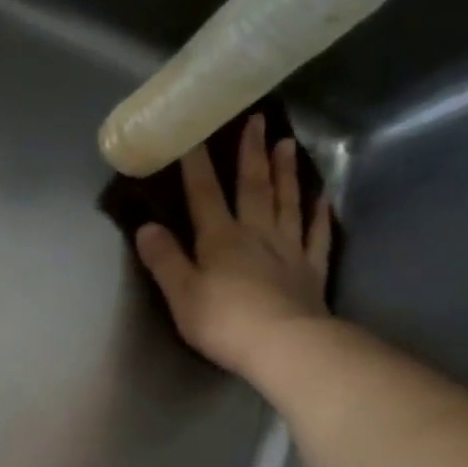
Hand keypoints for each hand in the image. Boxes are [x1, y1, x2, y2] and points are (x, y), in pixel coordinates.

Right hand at [134, 112, 334, 382]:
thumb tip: (146, 227)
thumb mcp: (180, 294)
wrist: (284, 346)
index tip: (194, 133)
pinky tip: (321, 198)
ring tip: (288, 143)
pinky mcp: (311, 271)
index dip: (196, 165)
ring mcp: (288, 250)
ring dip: (286, 172)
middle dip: (251, 154)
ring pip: (287, 202)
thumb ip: (164, 259)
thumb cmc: (224, 322)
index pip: (204, 194)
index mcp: (220, 239)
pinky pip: (316, 235)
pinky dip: (319, 214)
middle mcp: (256, 234)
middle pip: (253, 187)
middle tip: (257, 120)